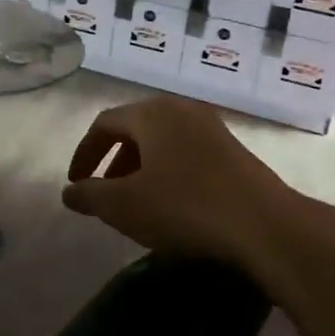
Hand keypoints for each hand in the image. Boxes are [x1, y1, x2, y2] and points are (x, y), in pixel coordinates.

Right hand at [63, 97, 334, 266]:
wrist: (266, 225)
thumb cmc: (185, 207)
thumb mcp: (124, 206)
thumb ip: (89, 195)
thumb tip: (69, 191)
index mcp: (151, 114)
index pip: (104, 124)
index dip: (84, 154)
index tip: (76, 183)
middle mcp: (180, 110)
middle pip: (134, 129)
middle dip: (113, 161)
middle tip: (104, 192)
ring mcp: (211, 128)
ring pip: (162, 141)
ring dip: (140, 168)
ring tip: (136, 201)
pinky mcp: (234, 150)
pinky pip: (186, 152)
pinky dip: (167, 172)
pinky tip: (172, 204)